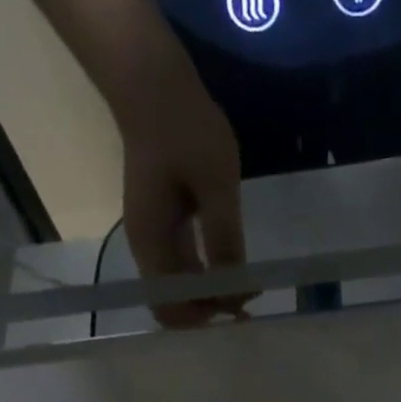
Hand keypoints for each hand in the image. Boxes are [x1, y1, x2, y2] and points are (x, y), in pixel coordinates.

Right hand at [114, 58, 252, 327]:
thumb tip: (236, 288)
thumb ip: (224, 237)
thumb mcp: (214, 183)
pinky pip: (188, 266)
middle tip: (251, 309)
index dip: (203, 319)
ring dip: (213, 295)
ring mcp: (157, 238)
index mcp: (153, 245)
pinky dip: (210, 276)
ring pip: (183, 287)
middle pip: (175, 303)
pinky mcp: (168, 225)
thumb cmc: (182, 127)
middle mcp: (149, 250)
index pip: (171, 308)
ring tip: (249, 294)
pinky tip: (236, 272)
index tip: (239, 312)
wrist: (151, 82)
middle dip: (211, 313)